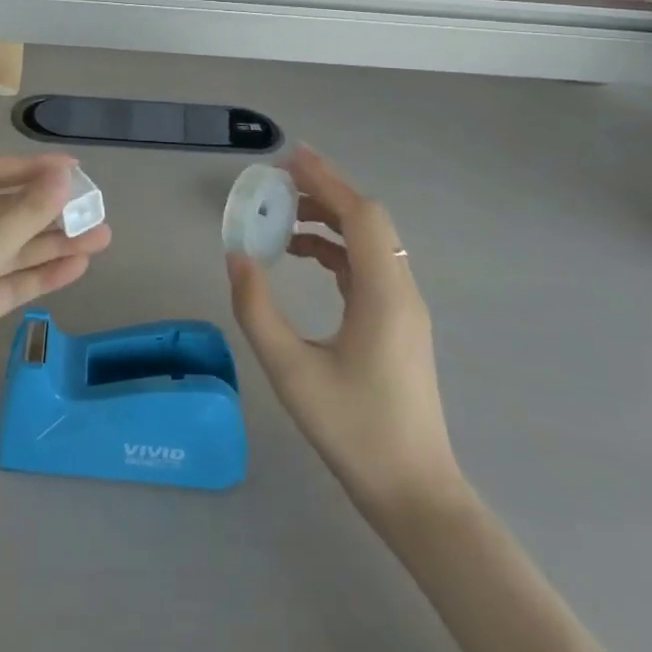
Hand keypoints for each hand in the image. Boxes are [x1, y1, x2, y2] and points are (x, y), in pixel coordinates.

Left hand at [0, 155, 110, 442]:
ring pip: (5, 250)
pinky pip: (2, 282)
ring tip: (100, 241)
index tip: (75, 170)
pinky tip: (74, 268)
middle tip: (94, 212)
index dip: (32, 169)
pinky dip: (35, 276)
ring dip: (49, 244)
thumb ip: (23, 214)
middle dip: (47, 212)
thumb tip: (61, 177)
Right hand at [226, 147, 457, 510]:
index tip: (288, 158)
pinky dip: (335, 249)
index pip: (359, 214)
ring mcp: (404, 308)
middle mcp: (400, 290)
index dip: (326, 179)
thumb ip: (257, 309)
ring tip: (282, 215)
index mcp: (383, 293)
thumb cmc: (353, 430)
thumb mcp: (291, 370)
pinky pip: (367, 266)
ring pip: (368, 242)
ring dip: (329, 219)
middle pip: (367, 220)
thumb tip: (237, 256)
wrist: (414, 492)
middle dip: (324, 192)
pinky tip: (303, 256)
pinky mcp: (398, 324)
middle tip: (277, 181)